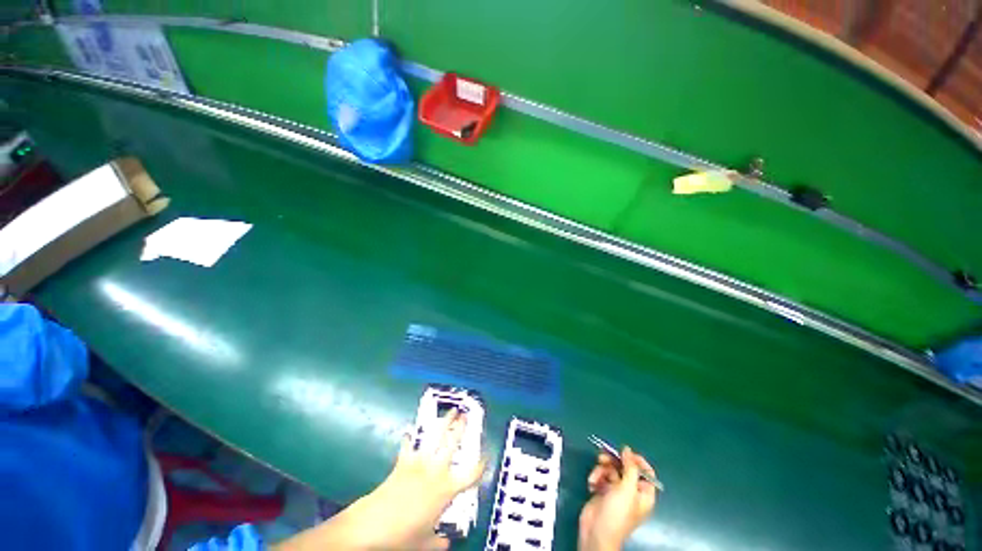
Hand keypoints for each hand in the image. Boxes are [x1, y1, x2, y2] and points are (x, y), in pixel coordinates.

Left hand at [275, 409, 485, 550]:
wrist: (373, 526)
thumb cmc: (403, 537)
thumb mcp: (425, 543)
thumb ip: (439, 542)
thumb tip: (447, 543)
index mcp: (446, 490)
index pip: (470, 475)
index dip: (480, 466)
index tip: (486, 457)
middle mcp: (436, 471)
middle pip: (452, 445)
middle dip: (460, 428)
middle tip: (466, 415)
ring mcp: (419, 464)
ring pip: (435, 438)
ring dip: (443, 423)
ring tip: (451, 412)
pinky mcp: (403, 463)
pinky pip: (408, 447)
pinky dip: (409, 439)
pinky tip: (409, 431)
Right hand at [578, 447, 656, 550]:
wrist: (596, 532)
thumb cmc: (617, 513)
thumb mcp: (627, 489)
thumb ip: (630, 468)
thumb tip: (628, 450)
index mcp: (643, 494)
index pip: (646, 473)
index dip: (637, 461)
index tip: (625, 452)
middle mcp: (631, 491)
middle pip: (625, 468)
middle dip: (613, 462)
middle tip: (602, 457)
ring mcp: (616, 492)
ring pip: (611, 470)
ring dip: (601, 470)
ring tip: (595, 476)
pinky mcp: (603, 492)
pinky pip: (601, 477)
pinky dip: (596, 477)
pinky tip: (591, 484)